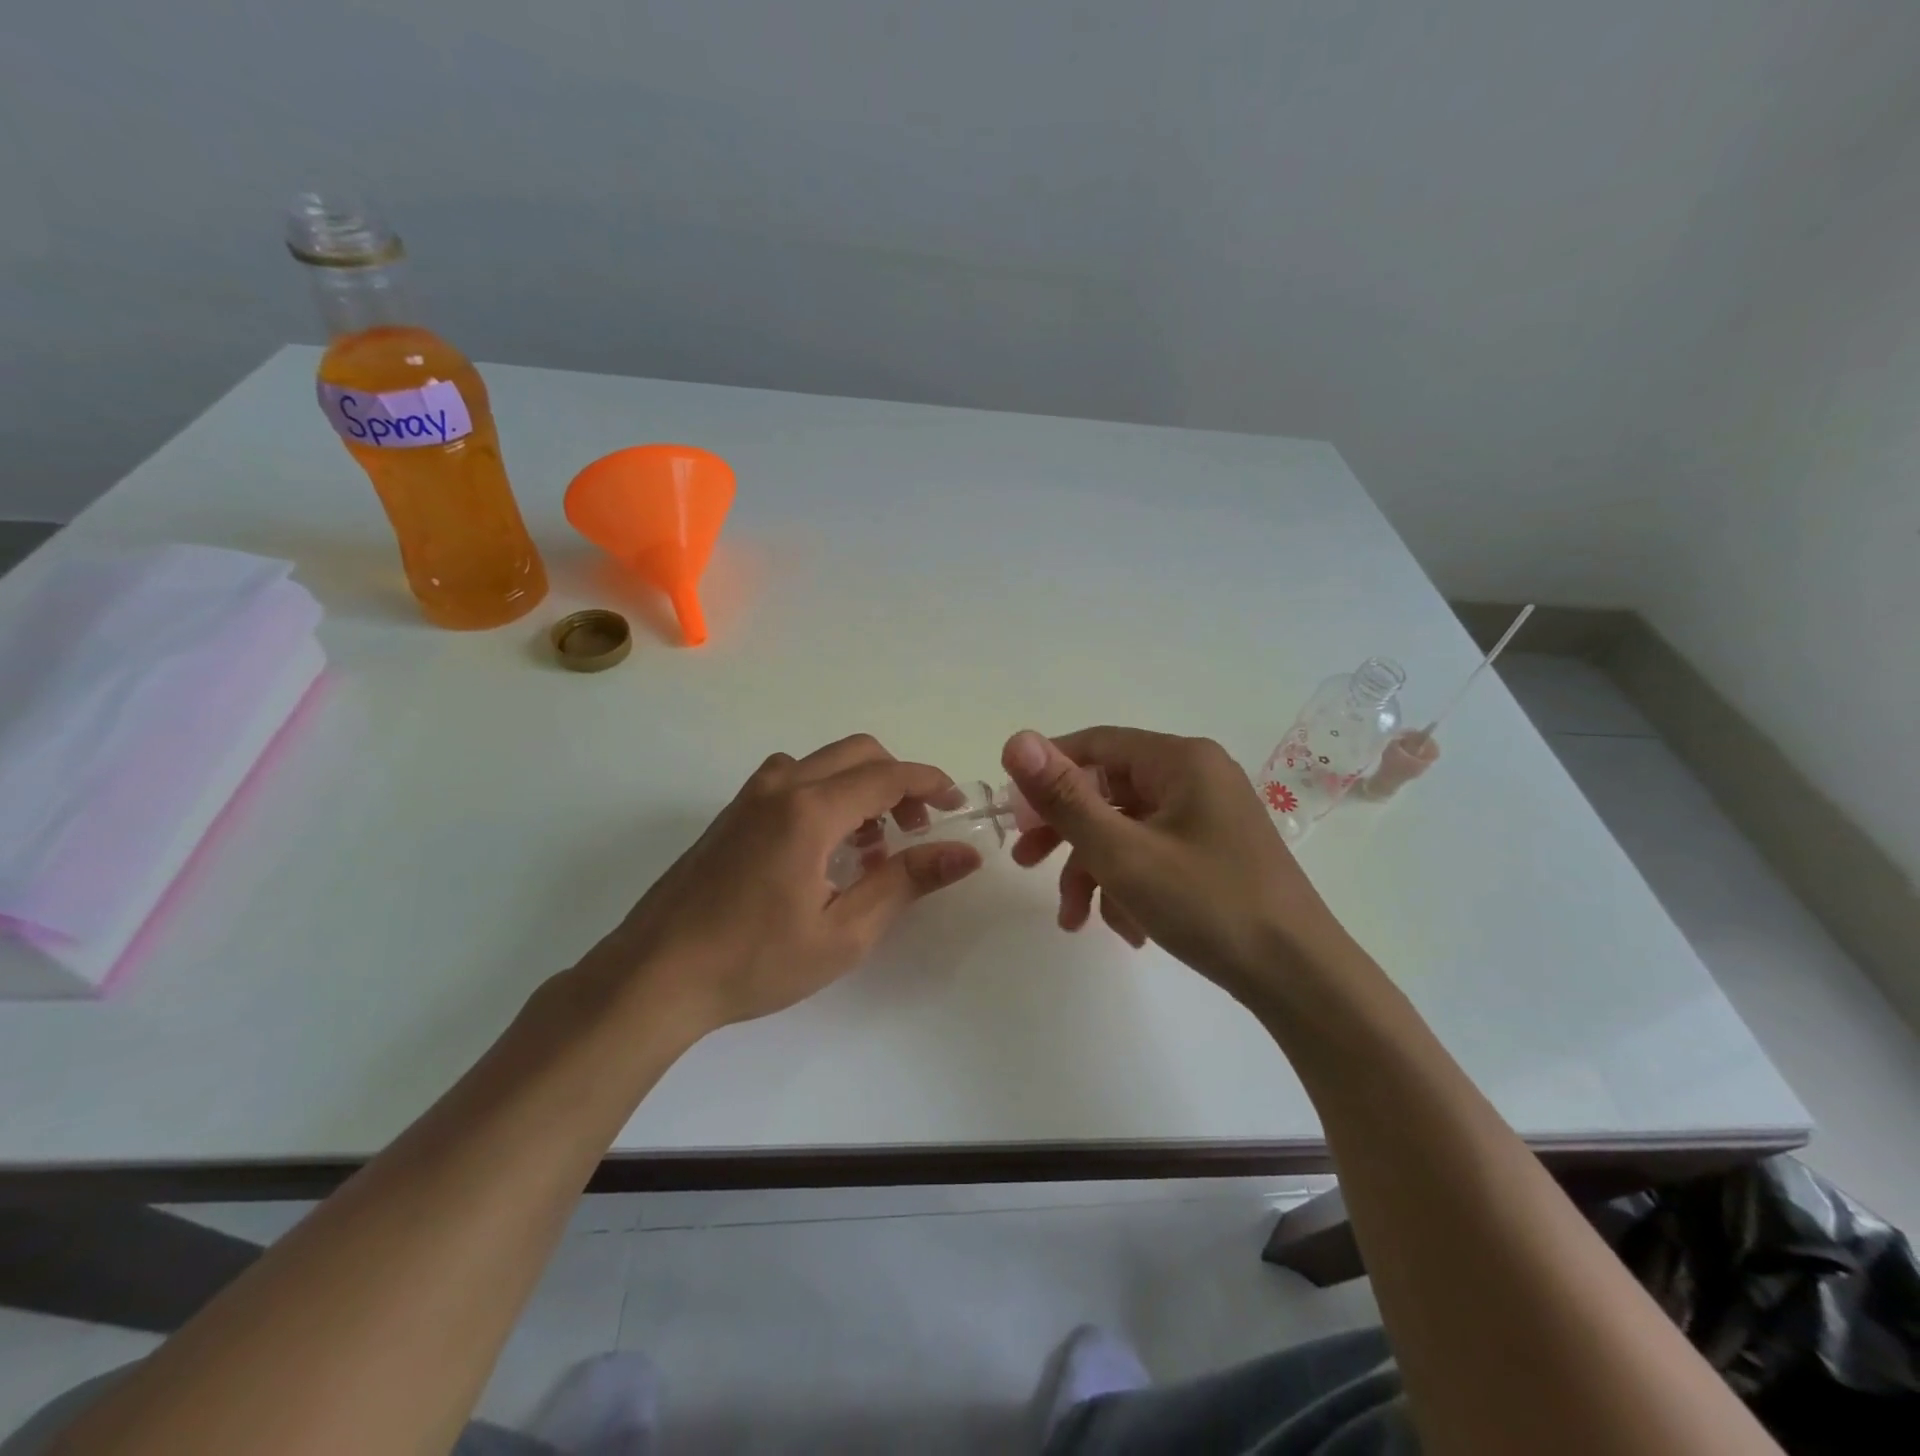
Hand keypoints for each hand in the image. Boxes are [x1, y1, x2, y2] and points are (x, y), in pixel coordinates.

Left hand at [581, 735, 981, 1036]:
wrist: (655, 975)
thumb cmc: (755, 961)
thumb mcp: (845, 932)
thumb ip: (907, 882)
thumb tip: (964, 853)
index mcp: (809, 810)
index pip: (887, 775)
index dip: (930, 784)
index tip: (957, 805)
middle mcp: (780, 786)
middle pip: (857, 753)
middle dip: (898, 781)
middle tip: (915, 829)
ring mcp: (750, 796)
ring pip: (823, 763)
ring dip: (859, 786)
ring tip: (870, 846)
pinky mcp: (732, 813)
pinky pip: (793, 780)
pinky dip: (826, 794)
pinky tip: (824, 849)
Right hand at [1001, 727, 1351, 1005]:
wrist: (1300, 978)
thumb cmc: (1208, 905)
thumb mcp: (1122, 853)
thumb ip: (1064, 798)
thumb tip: (1015, 740)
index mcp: (1180, 760)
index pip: (1094, 746)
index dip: (1045, 775)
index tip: (1011, 816)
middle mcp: (1196, 777)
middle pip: (1108, 790)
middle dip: (1065, 832)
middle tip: (1026, 863)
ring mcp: (1208, 816)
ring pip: (1127, 829)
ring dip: (1093, 871)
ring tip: (1074, 920)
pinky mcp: (1214, 852)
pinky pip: (1154, 853)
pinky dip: (1129, 885)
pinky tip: (1125, 930)